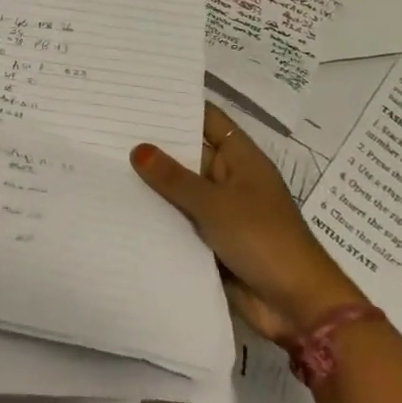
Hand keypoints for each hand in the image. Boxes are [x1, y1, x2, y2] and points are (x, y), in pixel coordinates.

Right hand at [131, 104, 366, 343]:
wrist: (297, 306)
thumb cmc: (262, 239)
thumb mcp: (214, 203)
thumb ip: (174, 178)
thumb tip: (138, 149)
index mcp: (242, 158)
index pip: (208, 119)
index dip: (179, 106)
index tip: (140, 96)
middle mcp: (230, 179)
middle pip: (189, 153)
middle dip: (155, 144)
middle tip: (108, 127)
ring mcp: (221, 211)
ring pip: (180, 189)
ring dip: (152, 182)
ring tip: (104, 162)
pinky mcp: (211, 241)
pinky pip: (179, 219)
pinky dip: (157, 214)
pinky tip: (119, 204)